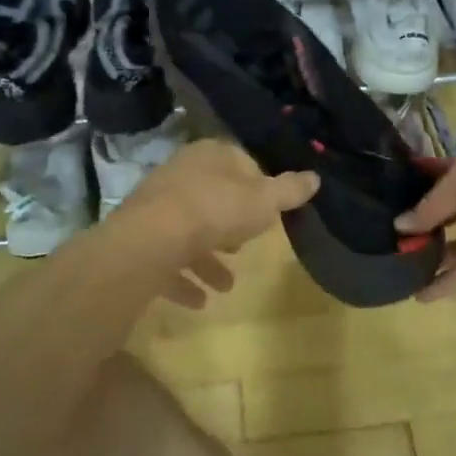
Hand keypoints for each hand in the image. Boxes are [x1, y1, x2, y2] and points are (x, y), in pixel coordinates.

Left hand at [107, 139, 317, 308]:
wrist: (151, 240)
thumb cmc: (216, 210)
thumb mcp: (265, 200)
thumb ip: (290, 190)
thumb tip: (315, 177)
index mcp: (211, 155)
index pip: (241, 162)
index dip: (259, 186)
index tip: (270, 212)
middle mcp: (181, 174)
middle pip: (213, 197)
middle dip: (231, 225)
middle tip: (245, 246)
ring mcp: (157, 206)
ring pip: (190, 231)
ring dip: (208, 259)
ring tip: (226, 286)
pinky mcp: (140, 238)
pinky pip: (168, 259)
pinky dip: (184, 279)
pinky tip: (199, 301)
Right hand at [396, 144, 455, 300]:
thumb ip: (432, 201)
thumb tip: (401, 226)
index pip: (445, 168)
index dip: (419, 182)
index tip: (388, 198)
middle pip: (450, 204)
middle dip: (423, 220)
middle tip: (391, 237)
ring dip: (433, 251)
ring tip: (402, 267)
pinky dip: (450, 277)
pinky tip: (424, 293)